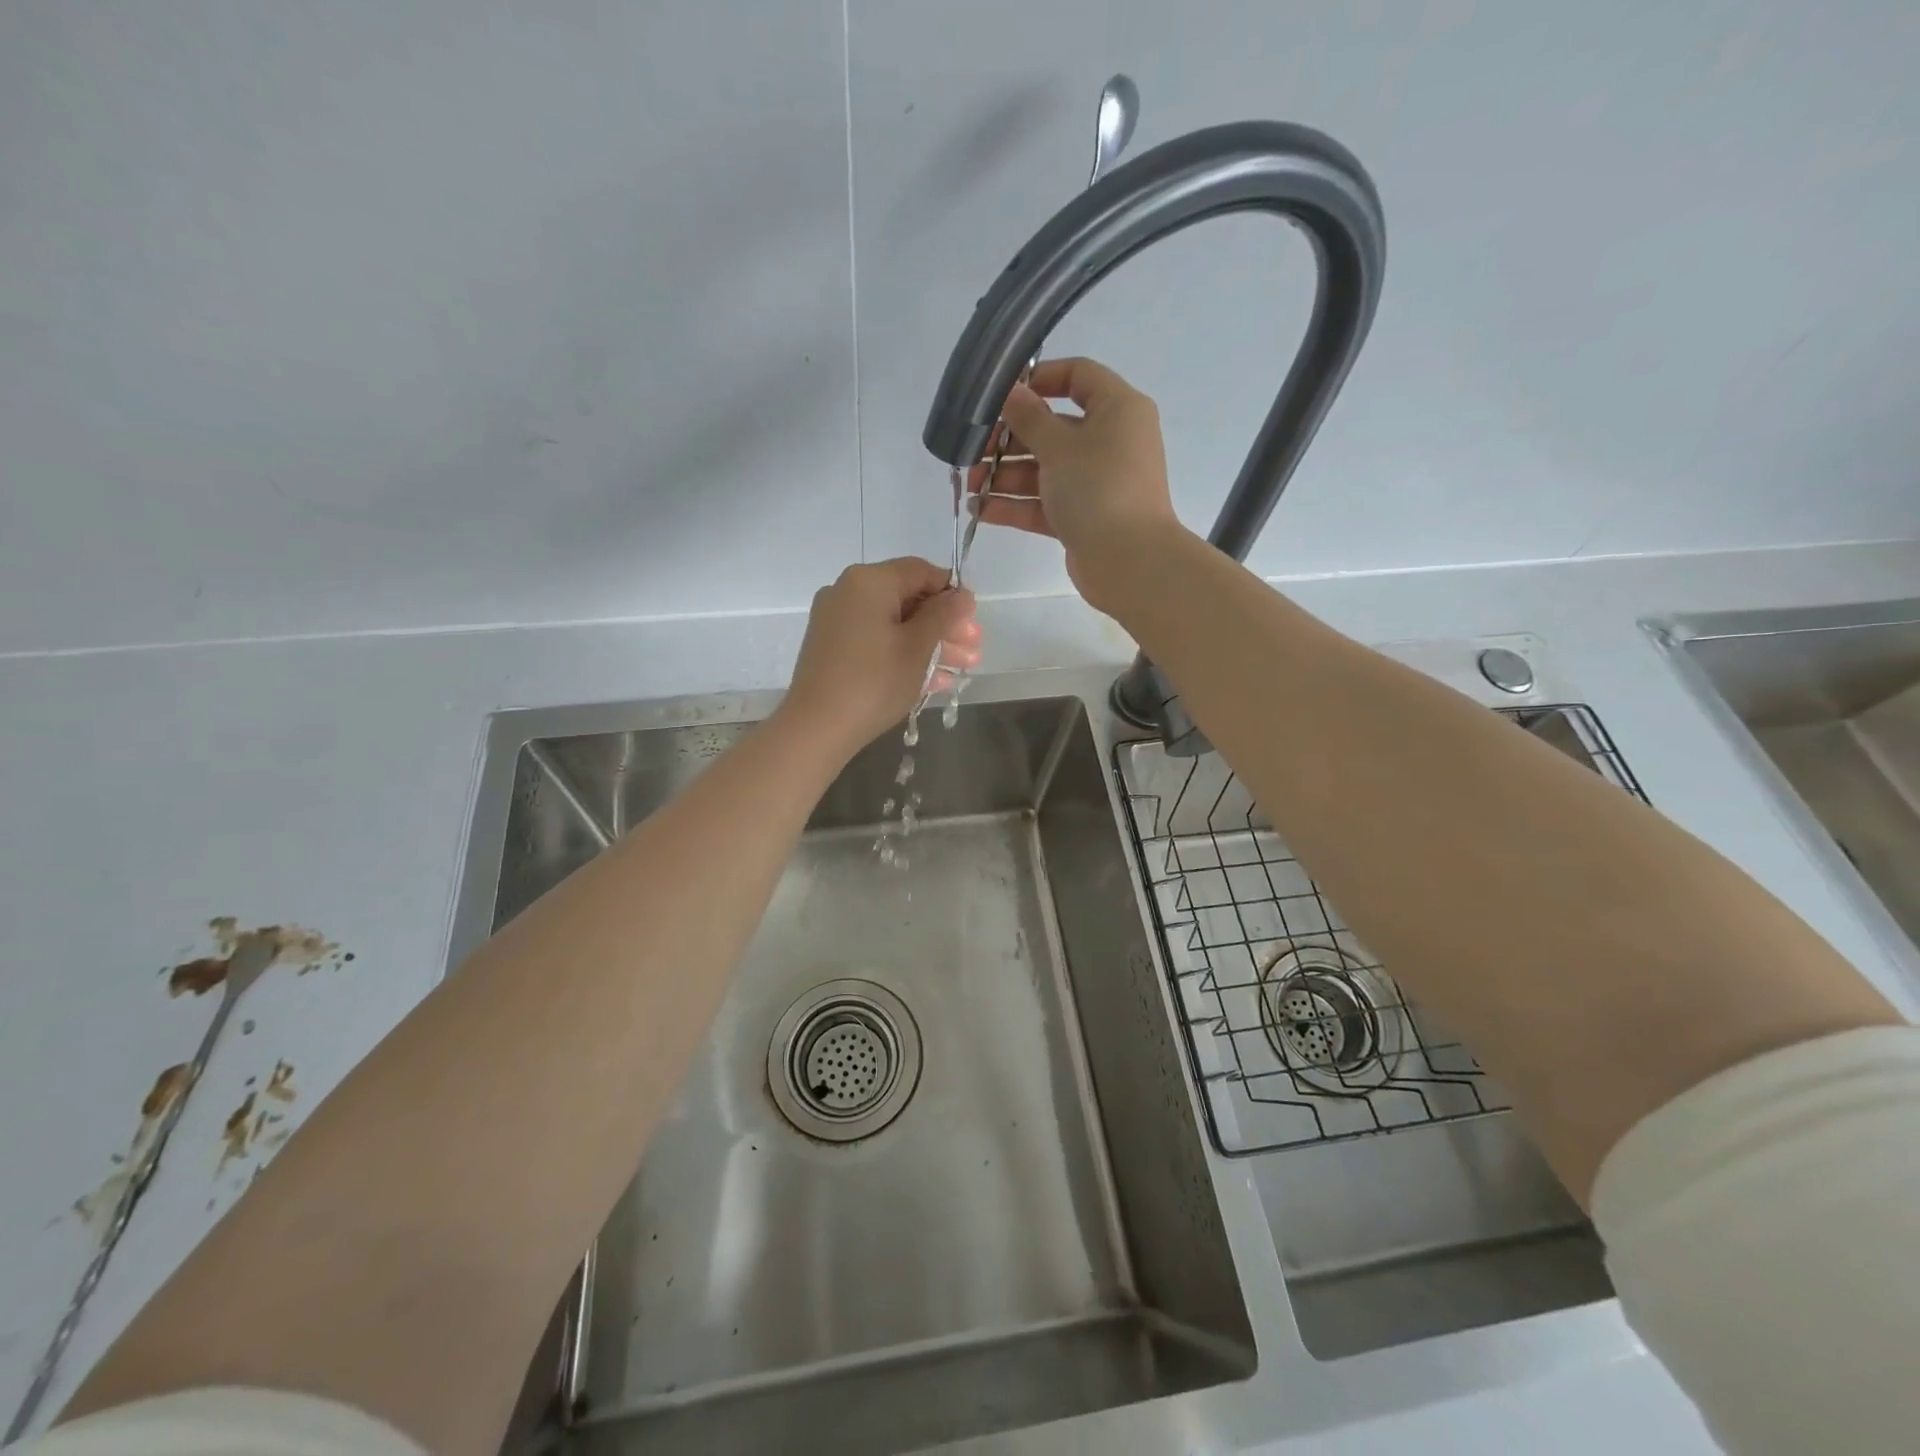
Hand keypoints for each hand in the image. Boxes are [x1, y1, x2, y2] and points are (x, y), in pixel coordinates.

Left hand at [779, 558, 980, 755]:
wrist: (817, 727)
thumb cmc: (874, 682)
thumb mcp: (918, 647)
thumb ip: (943, 615)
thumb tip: (961, 595)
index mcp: (869, 581)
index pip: (921, 571)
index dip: (952, 593)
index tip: (973, 620)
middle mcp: (848, 591)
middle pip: (908, 598)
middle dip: (944, 624)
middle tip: (974, 648)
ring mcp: (836, 620)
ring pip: (893, 623)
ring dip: (929, 643)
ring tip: (962, 668)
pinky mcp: (831, 647)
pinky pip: (875, 640)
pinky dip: (903, 653)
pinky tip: (933, 679)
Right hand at [968, 357, 1184, 610]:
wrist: (1128, 561)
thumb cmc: (1098, 488)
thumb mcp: (1059, 446)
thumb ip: (1029, 417)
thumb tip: (1011, 391)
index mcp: (1117, 409)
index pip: (1078, 376)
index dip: (1039, 378)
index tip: (1003, 394)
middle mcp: (1109, 441)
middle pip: (1052, 428)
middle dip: (1009, 439)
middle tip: (974, 450)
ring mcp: (1095, 482)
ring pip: (1044, 469)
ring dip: (1005, 475)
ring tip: (971, 486)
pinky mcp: (1082, 517)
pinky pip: (1044, 503)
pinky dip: (1015, 504)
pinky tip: (980, 510)